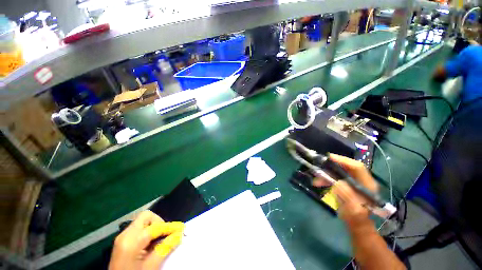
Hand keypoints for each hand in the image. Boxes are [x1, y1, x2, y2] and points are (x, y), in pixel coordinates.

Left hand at [109, 211, 184, 269]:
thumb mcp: (151, 266)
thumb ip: (165, 248)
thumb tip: (179, 234)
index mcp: (131, 241)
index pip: (155, 226)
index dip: (170, 227)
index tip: (181, 228)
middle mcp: (125, 235)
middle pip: (146, 216)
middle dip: (159, 222)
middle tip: (166, 234)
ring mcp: (122, 237)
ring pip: (142, 221)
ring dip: (154, 227)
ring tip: (160, 240)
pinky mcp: (122, 241)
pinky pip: (138, 229)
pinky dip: (148, 232)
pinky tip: (151, 243)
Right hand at [314, 154, 377, 225]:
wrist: (356, 225)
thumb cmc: (356, 218)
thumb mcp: (353, 209)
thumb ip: (347, 196)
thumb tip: (337, 181)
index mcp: (367, 184)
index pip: (356, 167)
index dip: (343, 160)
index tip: (328, 158)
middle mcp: (361, 180)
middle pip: (346, 167)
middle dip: (331, 167)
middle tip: (319, 167)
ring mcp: (353, 182)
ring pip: (338, 173)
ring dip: (326, 174)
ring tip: (316, 180)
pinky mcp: (346, 185)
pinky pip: (335, 178)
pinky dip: (326, 179)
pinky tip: (319, 183)